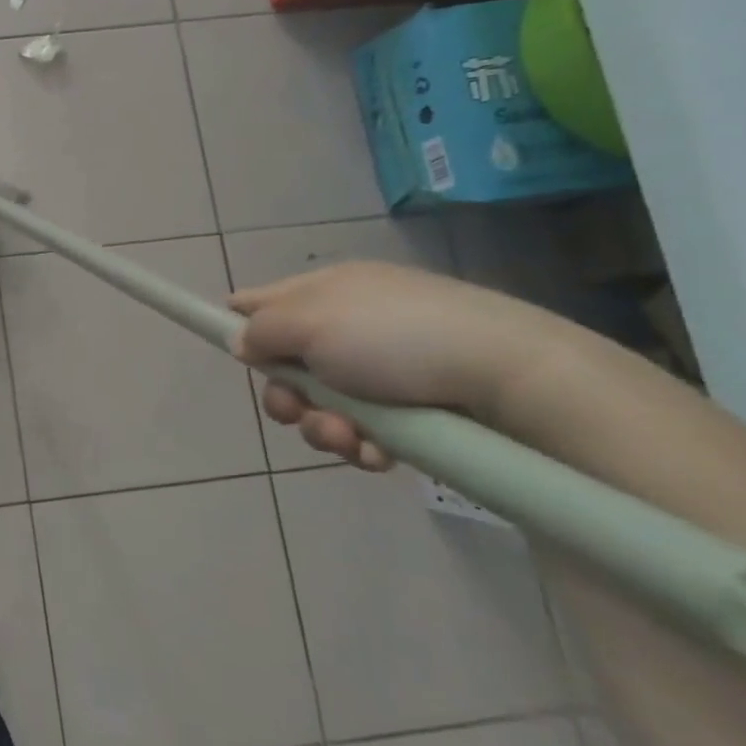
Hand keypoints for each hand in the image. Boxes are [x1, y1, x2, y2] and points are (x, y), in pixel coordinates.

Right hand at [229, 261, 563, 471]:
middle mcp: (347, 327)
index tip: (236, 354)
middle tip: (299, 410)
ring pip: (322, 406)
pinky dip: (361, 444)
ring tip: (350, 438)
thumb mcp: (309, 321)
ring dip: (323, 427)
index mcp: (323, 291)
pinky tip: (378, 454)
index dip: (239, 325)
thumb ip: (260, 330)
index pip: (261, 301)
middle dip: (287, 397)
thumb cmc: (394, 337)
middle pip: (286, 366)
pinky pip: (363, 431)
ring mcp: (382, 369)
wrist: (510, 377)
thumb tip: (242, 342)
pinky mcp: (412, 410)